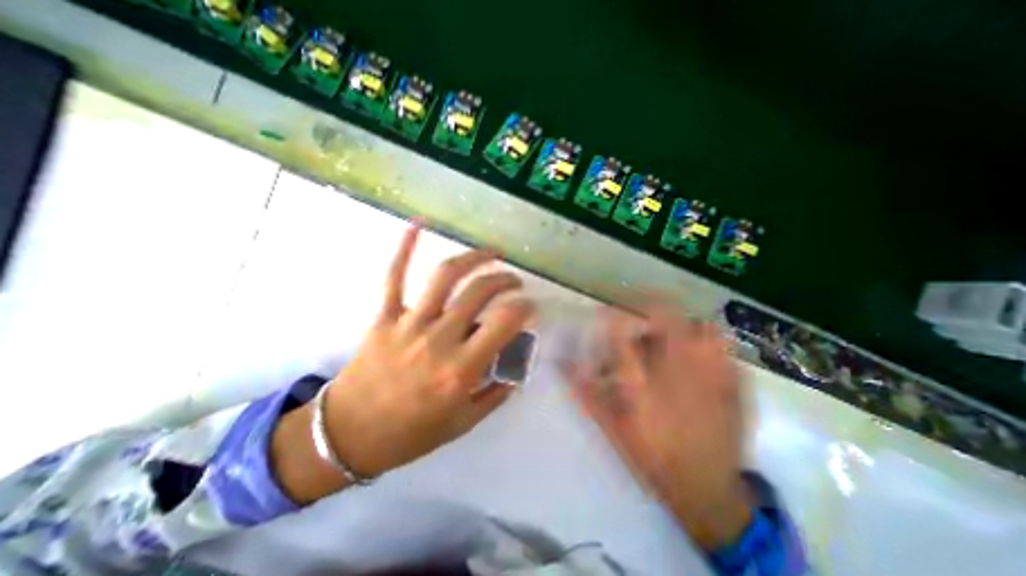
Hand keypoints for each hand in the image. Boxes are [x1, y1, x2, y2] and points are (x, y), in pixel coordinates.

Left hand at [272, 222, 533, 504]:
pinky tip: (419, 223)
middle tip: (514, 281)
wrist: (348, 436)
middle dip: (505, 279)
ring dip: (474, 258)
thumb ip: (496, 393)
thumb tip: (516, 369)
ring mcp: (409, 323)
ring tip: (491, 252)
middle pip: (480, 292)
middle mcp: (439, 340)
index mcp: (461, 369)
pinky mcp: (385, 316)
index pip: (505, 323)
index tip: (531, 306)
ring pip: (446, 276)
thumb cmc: (410, 434)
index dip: (525, 308)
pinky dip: (405, 247)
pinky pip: (394, 275)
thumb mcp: (463, 422)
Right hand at [570, 302, 750, 547]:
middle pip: (665, 320)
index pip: (622, 337)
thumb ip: (584, 390)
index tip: (604, 312)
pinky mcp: (734, 383)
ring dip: (679, 319)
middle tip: (638, 307)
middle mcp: (675, 374)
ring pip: (697, 325)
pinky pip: (723, 344)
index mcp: (641, 386)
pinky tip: (697, 345)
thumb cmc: (651, 456)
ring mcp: (710, 375)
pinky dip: (707, 336)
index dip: (610, 317)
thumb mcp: (610, 426)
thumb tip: (560, 362)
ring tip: (667, 327)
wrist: (708, 490)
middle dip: (648, 305)